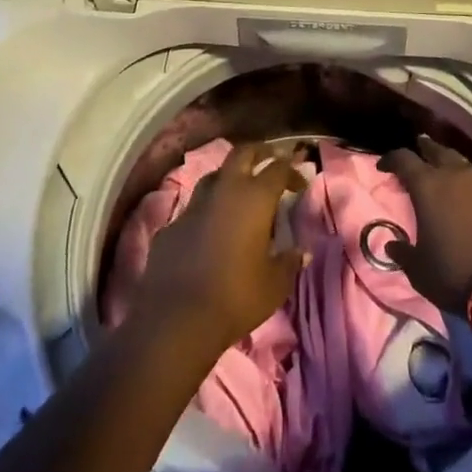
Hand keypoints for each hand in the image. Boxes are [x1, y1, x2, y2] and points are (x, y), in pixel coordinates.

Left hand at [136, 141, 309, 349]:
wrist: (177, 319)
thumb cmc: (236, 297)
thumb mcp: (275, 285)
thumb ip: (289, 262)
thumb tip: (301, 252)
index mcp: (254, 198)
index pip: (278, 169)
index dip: (292, 170)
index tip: (300, 183)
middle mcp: (224, 191)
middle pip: (242, 153)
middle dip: (260, 152)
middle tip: (271, 159)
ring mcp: (193, 206)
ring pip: (214, 177)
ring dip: (230, 178)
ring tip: (240, 192)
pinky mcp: (170, 226)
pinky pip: (193, 209)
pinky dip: (206, 212)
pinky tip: (209, 230)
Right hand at [380, 135, 471, 315]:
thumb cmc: (455, 272)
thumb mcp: (420, 271)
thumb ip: (403, 253)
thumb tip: (392, 244)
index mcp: (427, 185)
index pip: (403, 159)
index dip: (390, 159)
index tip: (383, 166)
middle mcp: (454, 174)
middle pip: (435, 149)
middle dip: (423, 150)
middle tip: (416, 155)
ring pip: (460, 161)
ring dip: (448, 163)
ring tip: (442, 171)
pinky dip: (467, 181)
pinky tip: (466, 193)